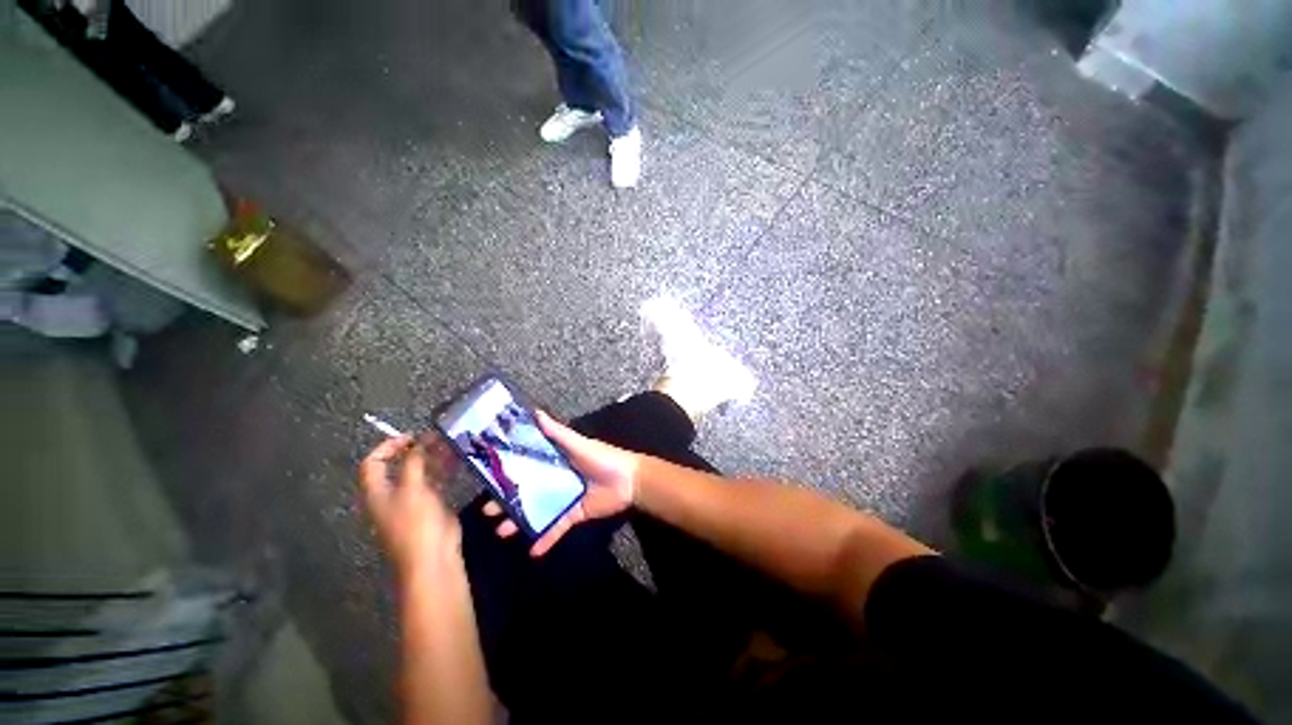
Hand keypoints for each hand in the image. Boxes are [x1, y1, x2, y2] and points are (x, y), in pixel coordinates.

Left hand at [360, 434, 461, 579]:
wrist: (432, 556)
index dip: (388, 446)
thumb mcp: (411, 489)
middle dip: (416, 450)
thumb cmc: (415, 523)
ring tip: (450, 445)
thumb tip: (419, 441)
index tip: (412, 437)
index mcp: (377, 492)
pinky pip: (434, 482)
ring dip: (432, 458)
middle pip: (398, 466)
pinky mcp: (431, 505)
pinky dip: (443, 470)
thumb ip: (413, 462)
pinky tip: (456, 461)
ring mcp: (412, 500)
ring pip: (419, 472)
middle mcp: (391, 494)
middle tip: (437, 438)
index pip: (373, 462)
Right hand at [483, 410, 640, 556]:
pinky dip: (546, 539)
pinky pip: (557, 528)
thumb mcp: (578, 444)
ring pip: (537, 511)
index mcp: (556, 460)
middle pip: (527, 491)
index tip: (487, 477)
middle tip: (487, 510)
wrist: (629, 481)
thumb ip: (557, 432)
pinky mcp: (574, 515)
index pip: (527, 465)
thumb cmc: (602, 458)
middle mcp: (556, 479)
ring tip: (501, 531)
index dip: (509, 471)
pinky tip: (531, 551)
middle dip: (507, 500)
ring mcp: (564, 498)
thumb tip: (535, 412)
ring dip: (519, 522)